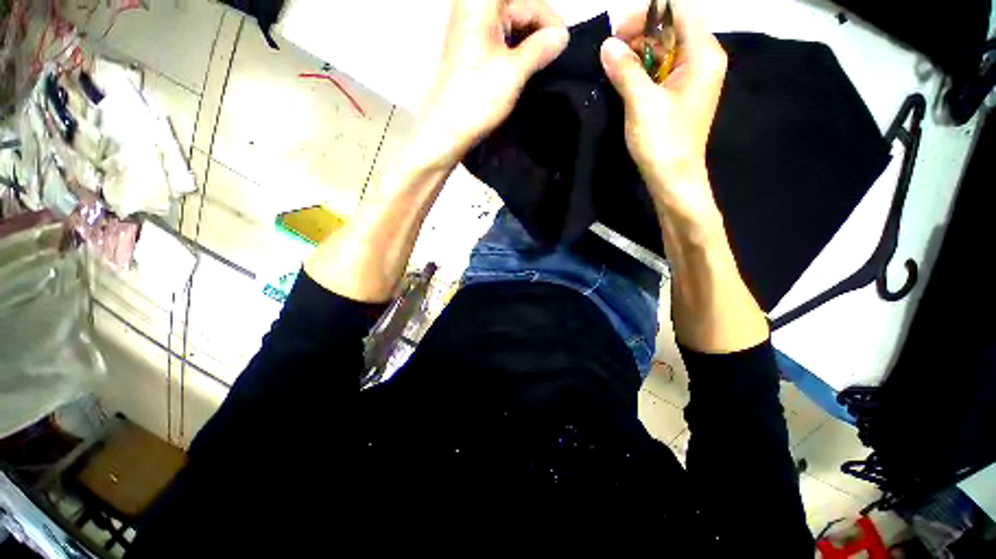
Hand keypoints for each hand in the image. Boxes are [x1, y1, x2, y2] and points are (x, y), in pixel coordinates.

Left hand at [417, 0, 569, 167]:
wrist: (446, 129)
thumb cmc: (477, 99)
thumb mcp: (513, 72)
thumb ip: (540, 48)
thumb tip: (562, 35)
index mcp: (481, 4)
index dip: (549, 19)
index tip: (563, 44)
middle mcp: (473, 7)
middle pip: (518, 5)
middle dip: (539, 27)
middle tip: (554, 54)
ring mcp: (470, 26)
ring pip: (510, 20)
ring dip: (528, 39)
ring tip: (542, 63)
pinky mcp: (470, 46)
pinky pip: (499, 35)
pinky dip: (515, 47)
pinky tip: (524, 64)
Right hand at [599, 1, 726, 219]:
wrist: (672, 179)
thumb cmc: (663, 142)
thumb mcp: (642, 103)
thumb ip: (625, 70)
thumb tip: (606, 45)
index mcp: (702, 54)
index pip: (677, 11)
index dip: (646, 15)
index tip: (617, 34)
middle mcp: (701, 59)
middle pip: (670, 29)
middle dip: (638, 36)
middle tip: (610, 55)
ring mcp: (690, 78)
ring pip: (662, 51)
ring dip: (636, 56)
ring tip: (613, 70)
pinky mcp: (678, 94)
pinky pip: (660, 71)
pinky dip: (641, 72)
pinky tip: (624, 82)